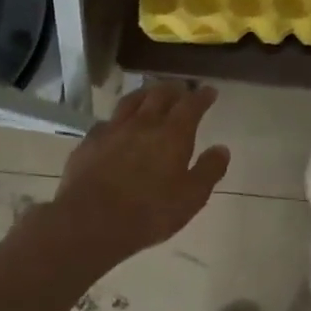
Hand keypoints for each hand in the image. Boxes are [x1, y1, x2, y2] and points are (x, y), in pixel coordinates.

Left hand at [50, 82, 229, 266]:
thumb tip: (222, 149)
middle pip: (159, 95)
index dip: (202, 96)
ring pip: (131, 102)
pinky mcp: (88, 143)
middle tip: (181, 89)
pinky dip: (118, 119)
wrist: (90, 222)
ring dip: (145, 94)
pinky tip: (116, 126)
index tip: (209, 91)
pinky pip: (106, 122)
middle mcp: (143, 124)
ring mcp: (112, 131)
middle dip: (173, 89)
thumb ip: (209, 170)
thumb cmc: (149, 212)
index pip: (191, 105)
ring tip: (150, 94)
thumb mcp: (191, 197)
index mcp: (173, 134)